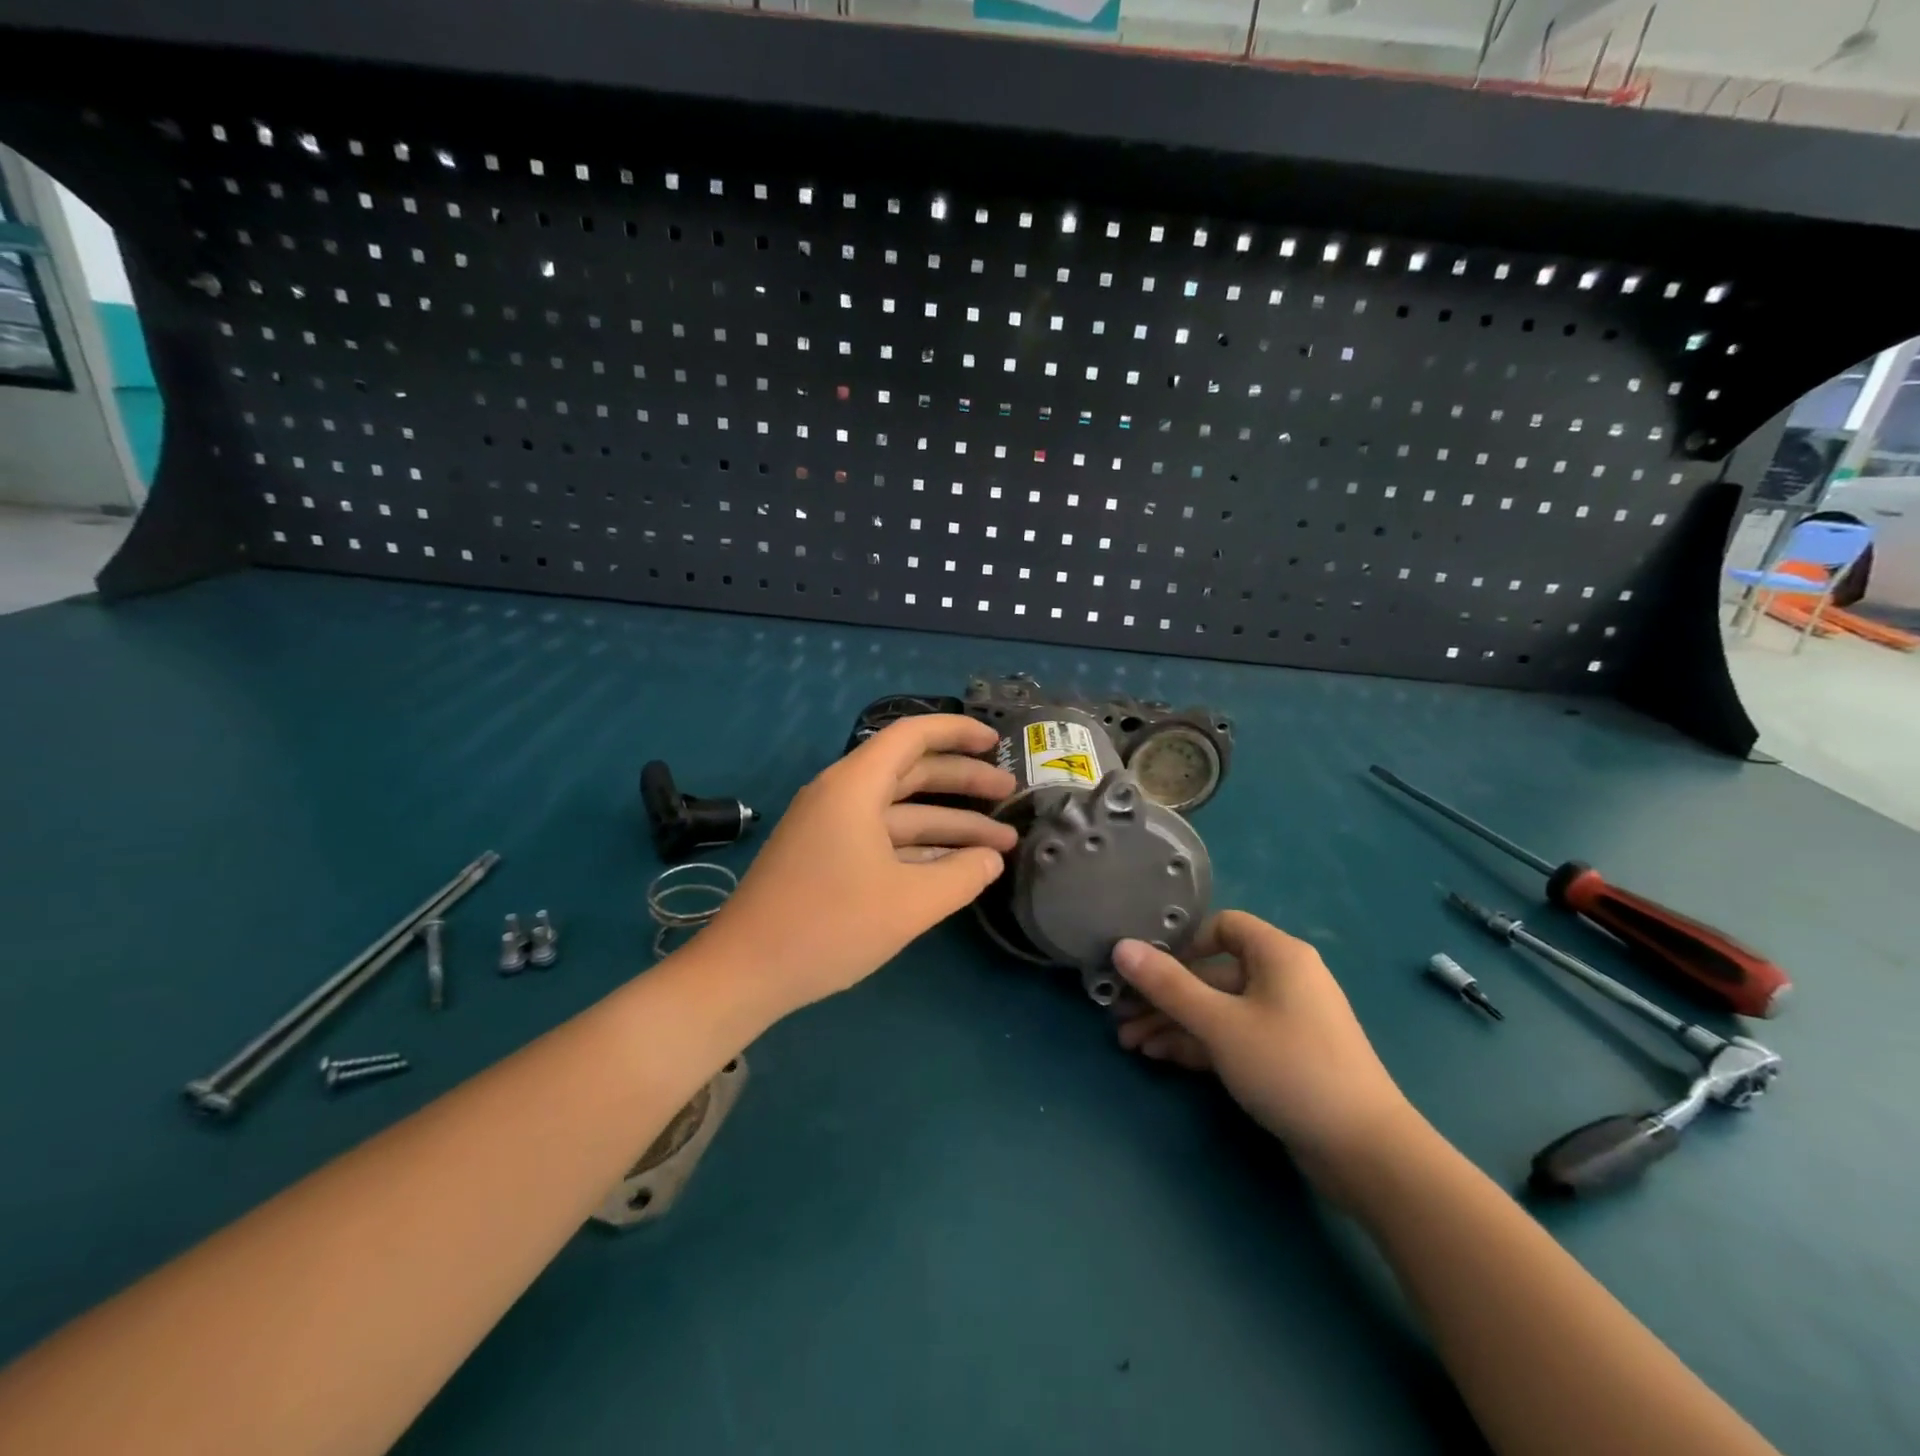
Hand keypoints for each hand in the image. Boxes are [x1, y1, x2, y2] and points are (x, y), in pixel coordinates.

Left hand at [700, 715, 1016, 1014]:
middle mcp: (841, 796)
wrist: (744, 972)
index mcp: (855, 787)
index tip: (997, 744)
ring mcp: (831, 828)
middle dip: (963, 783)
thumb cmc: (829, 926)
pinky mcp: (826, 858)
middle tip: (1010, 795)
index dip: (958, 733)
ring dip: (948, 824)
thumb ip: (961, 876)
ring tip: (1000, 844)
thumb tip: (991, 860)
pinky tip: (956, 868)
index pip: (912, 736)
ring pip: (901, 812)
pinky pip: (883, 839)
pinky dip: (920, 848)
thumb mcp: (909, 903)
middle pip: (911, 773)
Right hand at [1113, 912, 1422, 1197]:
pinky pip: (1231, 1036)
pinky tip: (1158, 1055)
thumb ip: (1167, 985)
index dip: (1183, 941)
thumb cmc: (1290, 1067)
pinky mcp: (1282, 1057)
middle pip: (1212, 972)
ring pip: (1217, 1008)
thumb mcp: (1220, 1024)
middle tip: (1120, 1012)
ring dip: (1173, 1022)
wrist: (1365, 1152)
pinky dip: (1197, 1042)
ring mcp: (1283, 1020)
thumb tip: (1121, 947)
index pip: (1223, 925)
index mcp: (1278, 954)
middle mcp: (1282, 978)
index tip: (1147, 965)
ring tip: (1128, 1041)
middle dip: (1164, 993)